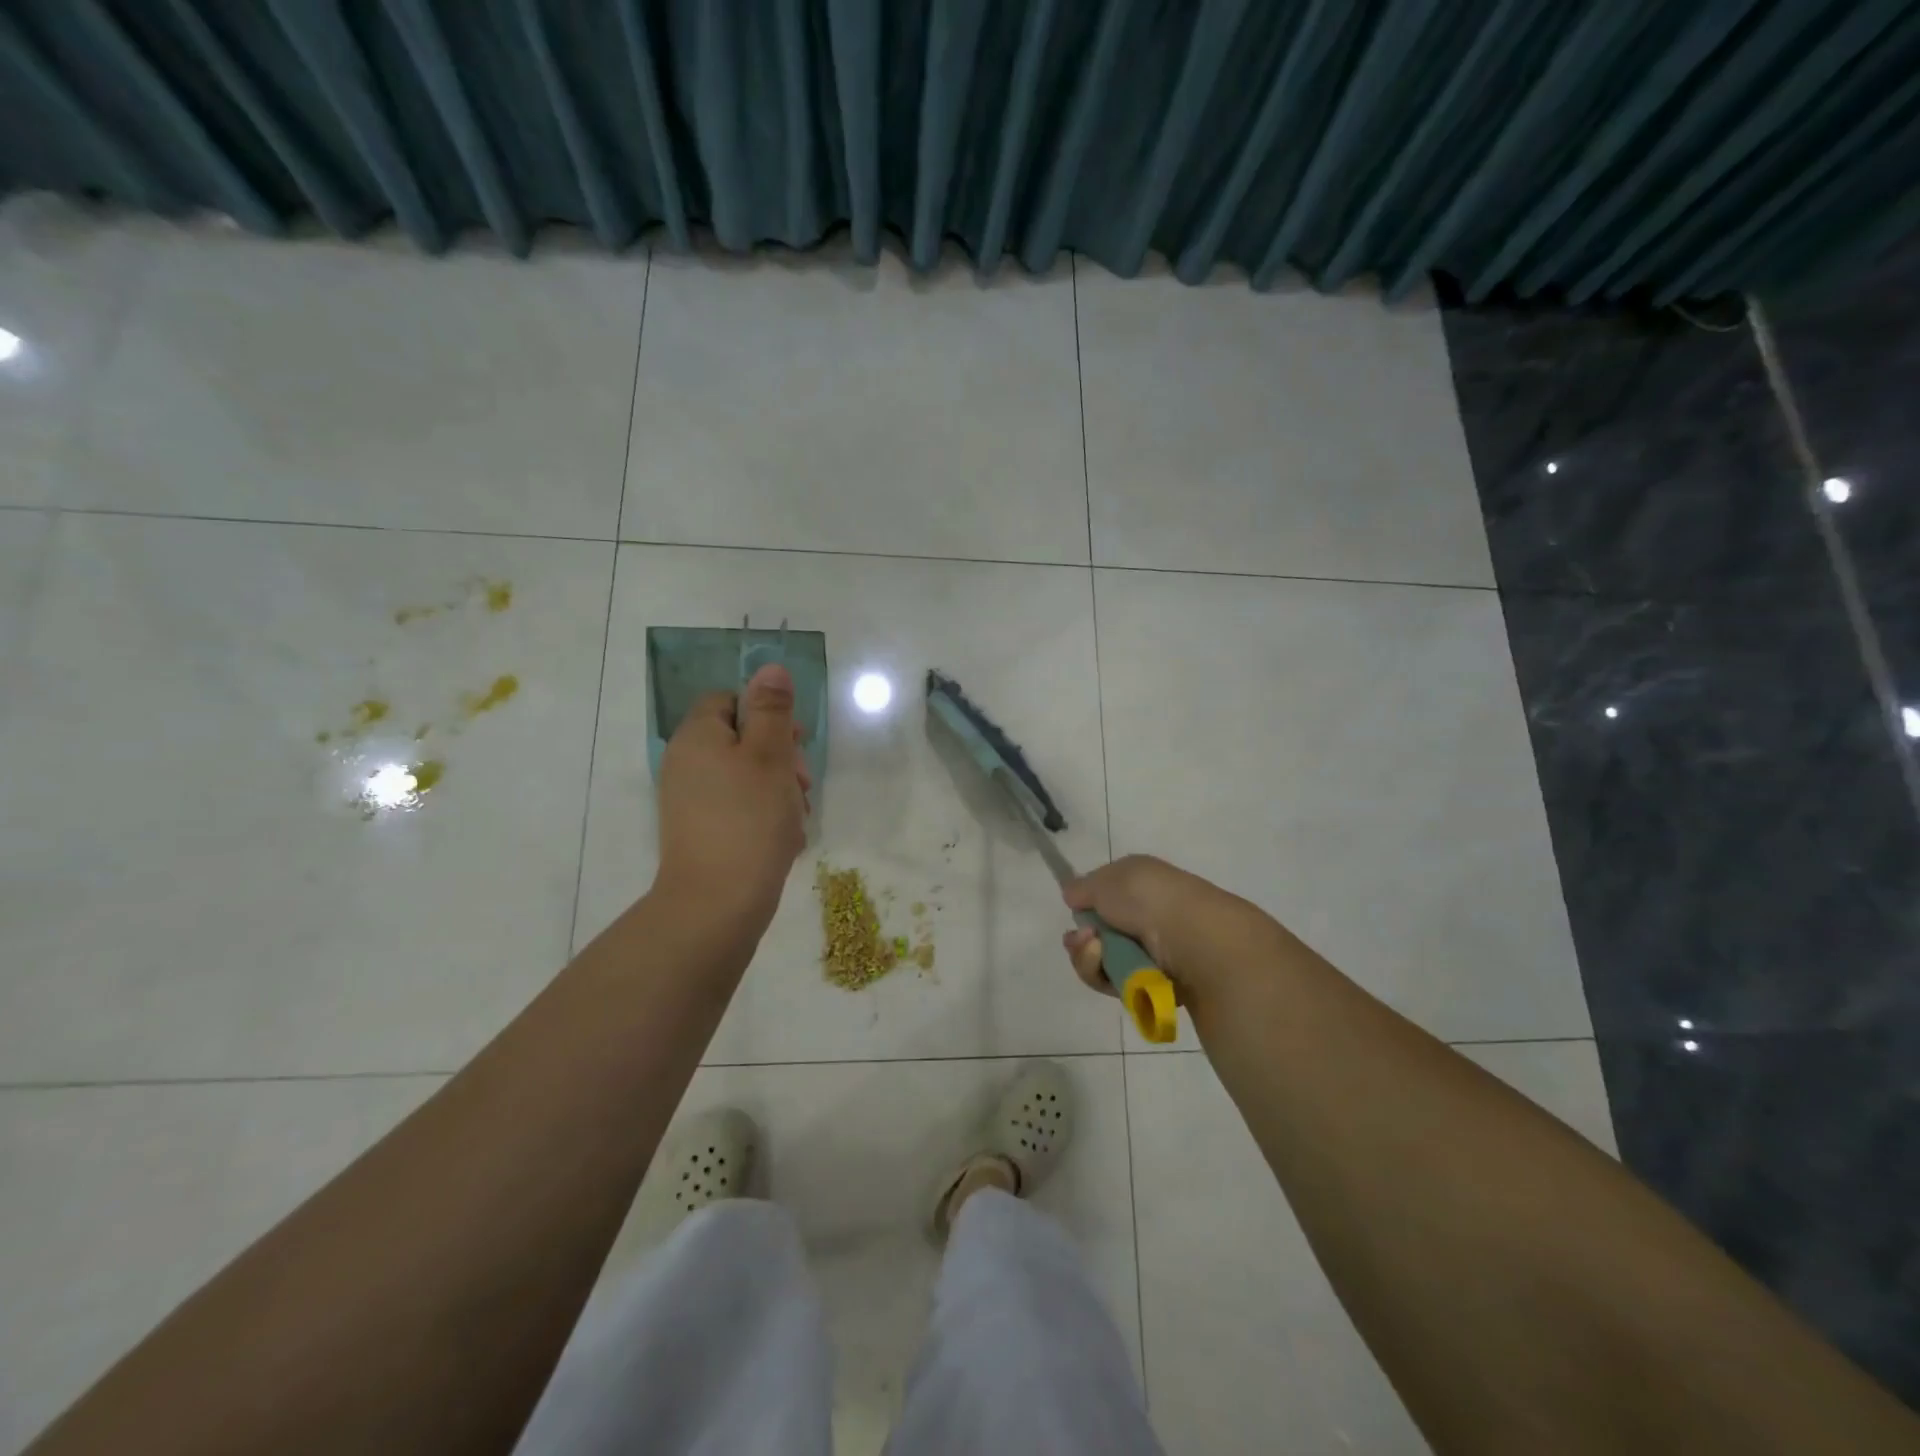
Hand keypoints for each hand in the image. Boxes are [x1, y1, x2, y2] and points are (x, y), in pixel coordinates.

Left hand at [654, 663, 810, 936]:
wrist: (717, 903)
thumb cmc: (749, 819)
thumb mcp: (769, 755)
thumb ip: (772, 710)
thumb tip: (770, 668)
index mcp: (697, 736)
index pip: (729, 700)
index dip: (766, 713)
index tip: (795, 739)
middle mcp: (687, 763)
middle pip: (741, 738)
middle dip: (780, 756)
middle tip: (802, 783)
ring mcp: (692, 800)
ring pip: (746, 776)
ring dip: (778, 788)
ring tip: (796, 816)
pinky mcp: (702, 831)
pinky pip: (739, 807)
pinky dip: (764, 815)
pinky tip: (784, 838)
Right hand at [1061, 854, 1277, 1008]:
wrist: (1195, 940)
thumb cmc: (1150, 899)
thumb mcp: (1109, 879)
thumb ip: (1084, 887)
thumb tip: (1072, 893)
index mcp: (1142, 884)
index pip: (1103, 897)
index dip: (1085, 907)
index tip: (1074, 912)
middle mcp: (1147, 917)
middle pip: (1098, 935)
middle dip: (1081, 941)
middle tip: (1083, 941)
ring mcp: (1151, 952)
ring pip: (1102, 963)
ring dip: (1090, 959)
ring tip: (1097, 953)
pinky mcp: (1154, 983)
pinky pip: (1116, 984)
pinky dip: (1107, 978)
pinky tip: (1113, 970)